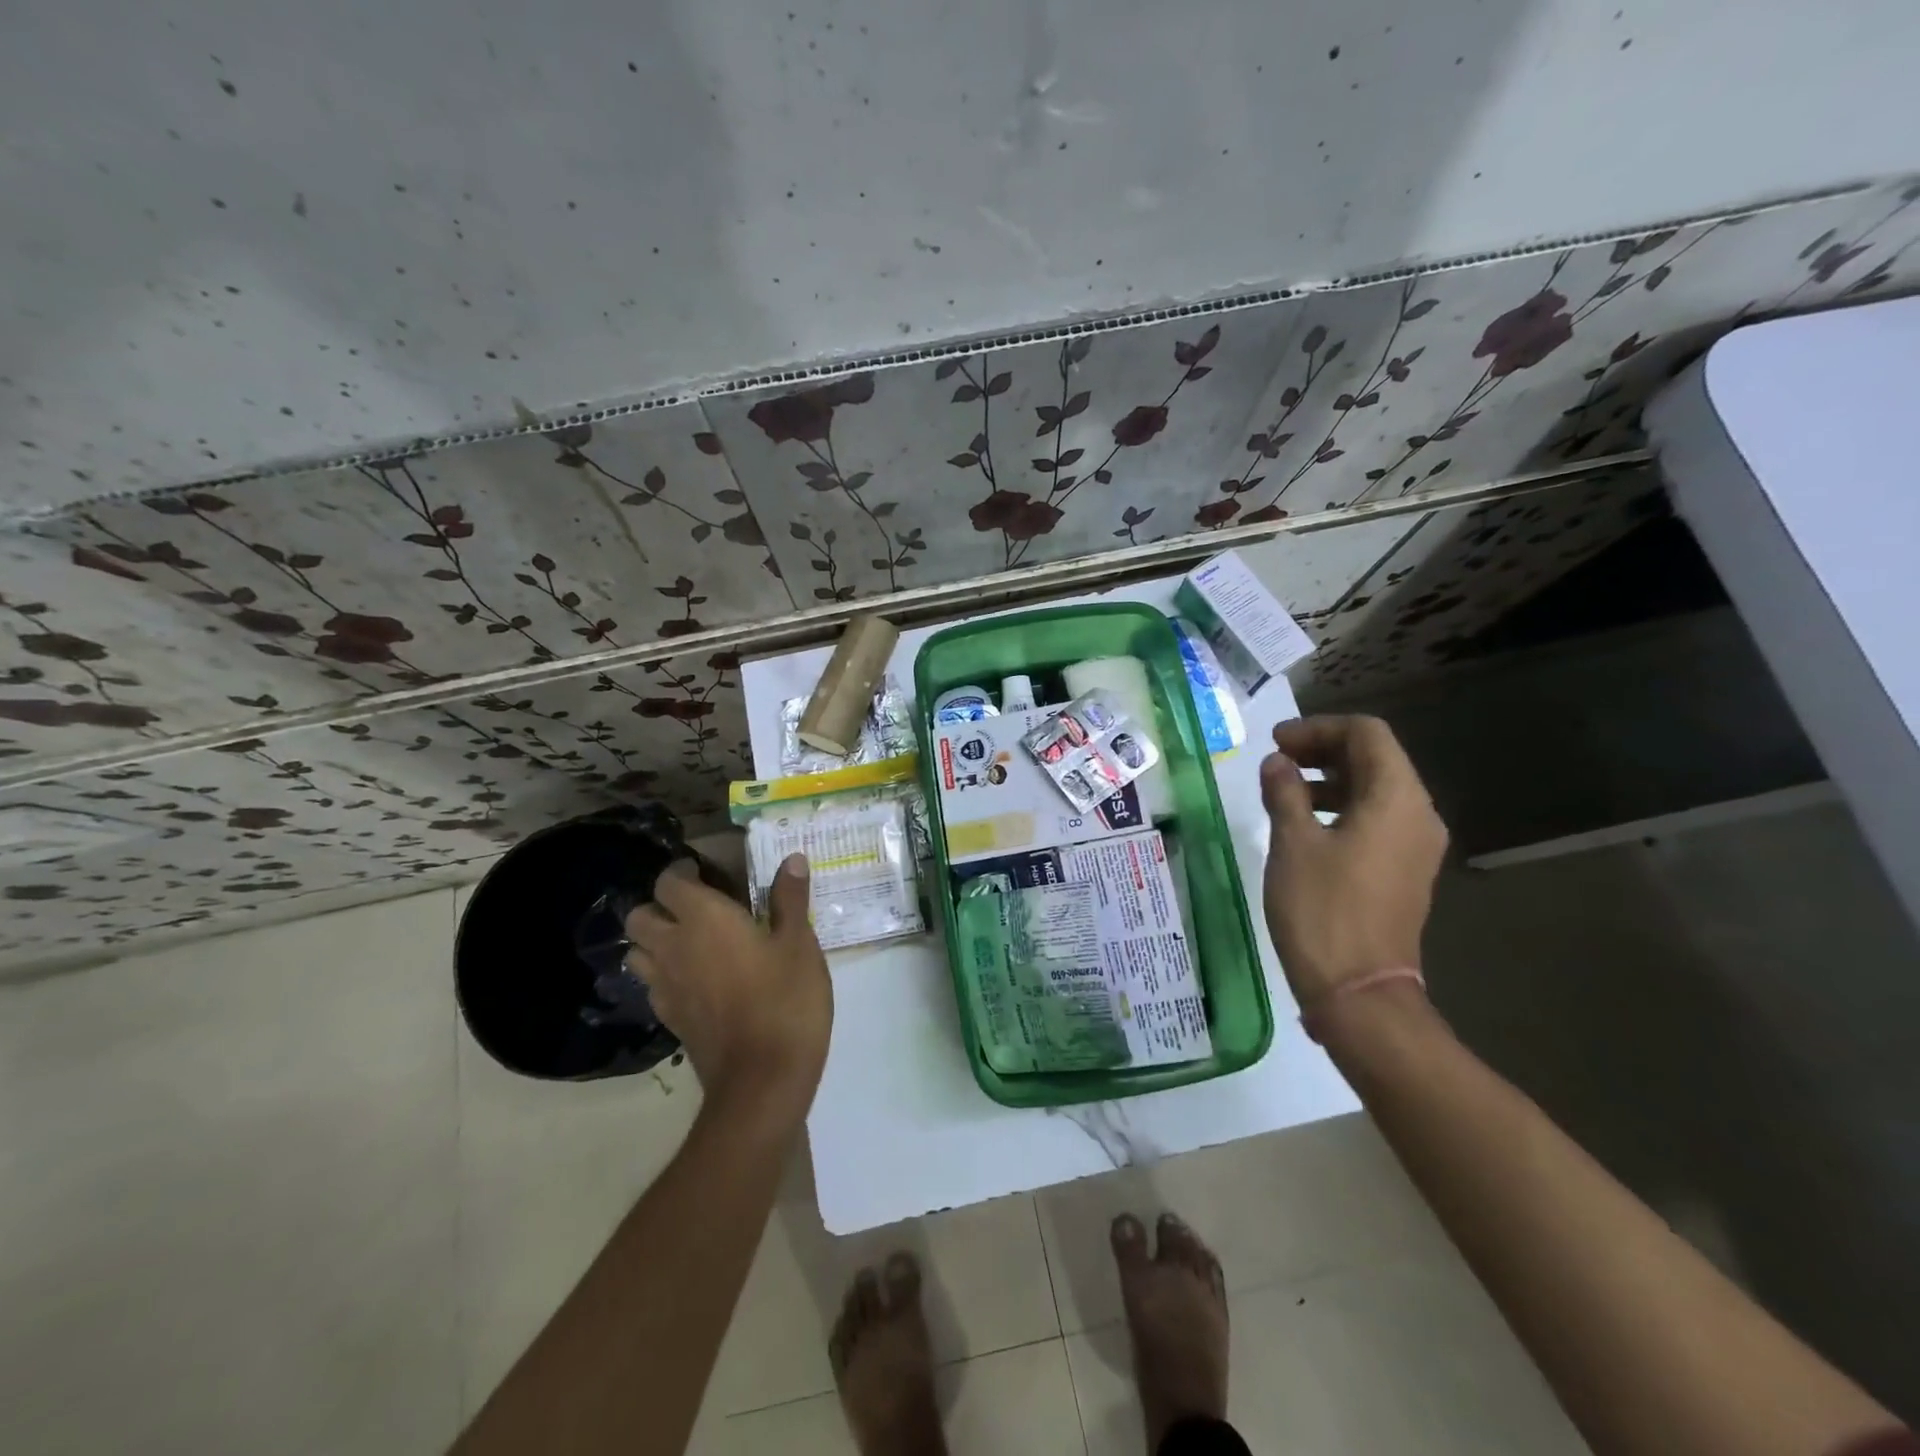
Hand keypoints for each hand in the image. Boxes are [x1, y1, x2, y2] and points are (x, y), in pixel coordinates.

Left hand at [625, 855, 831, 1112]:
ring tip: (690, 941)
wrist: (762, 1079)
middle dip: (660, 906)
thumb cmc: (785, 1000)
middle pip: (640, 916)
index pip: (669, 882)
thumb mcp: (799, 943)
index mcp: (703, 919)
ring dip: (655, 941)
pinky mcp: (669, 1020)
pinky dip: (664, 974)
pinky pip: (652, 985)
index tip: (705, 871)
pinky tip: (696, 980)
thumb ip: (790, 899)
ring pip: (637, 953)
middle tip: (696, 907)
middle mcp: (673, 947)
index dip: (682, 872)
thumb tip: (791, 859)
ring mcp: (666, 987)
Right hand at [1259, 715, 1448, 1008]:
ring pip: (1375, 789)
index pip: (1367, 734)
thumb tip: (1277, 763)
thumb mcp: (1293, 843)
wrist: (1359, 991)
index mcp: (1397, 799)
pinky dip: (1341, 807)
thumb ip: (1285, 792)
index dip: (1319, 728)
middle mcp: (1417, 815)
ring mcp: (1415, 845)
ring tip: (1283, 788)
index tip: (1276, 742)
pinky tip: (1305, 822)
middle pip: (1375, 758)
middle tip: (1276, 759)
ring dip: (1330, 778)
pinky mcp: (1404, 870)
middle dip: (1323, 750)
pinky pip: (1377, 819)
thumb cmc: (1322, 909)